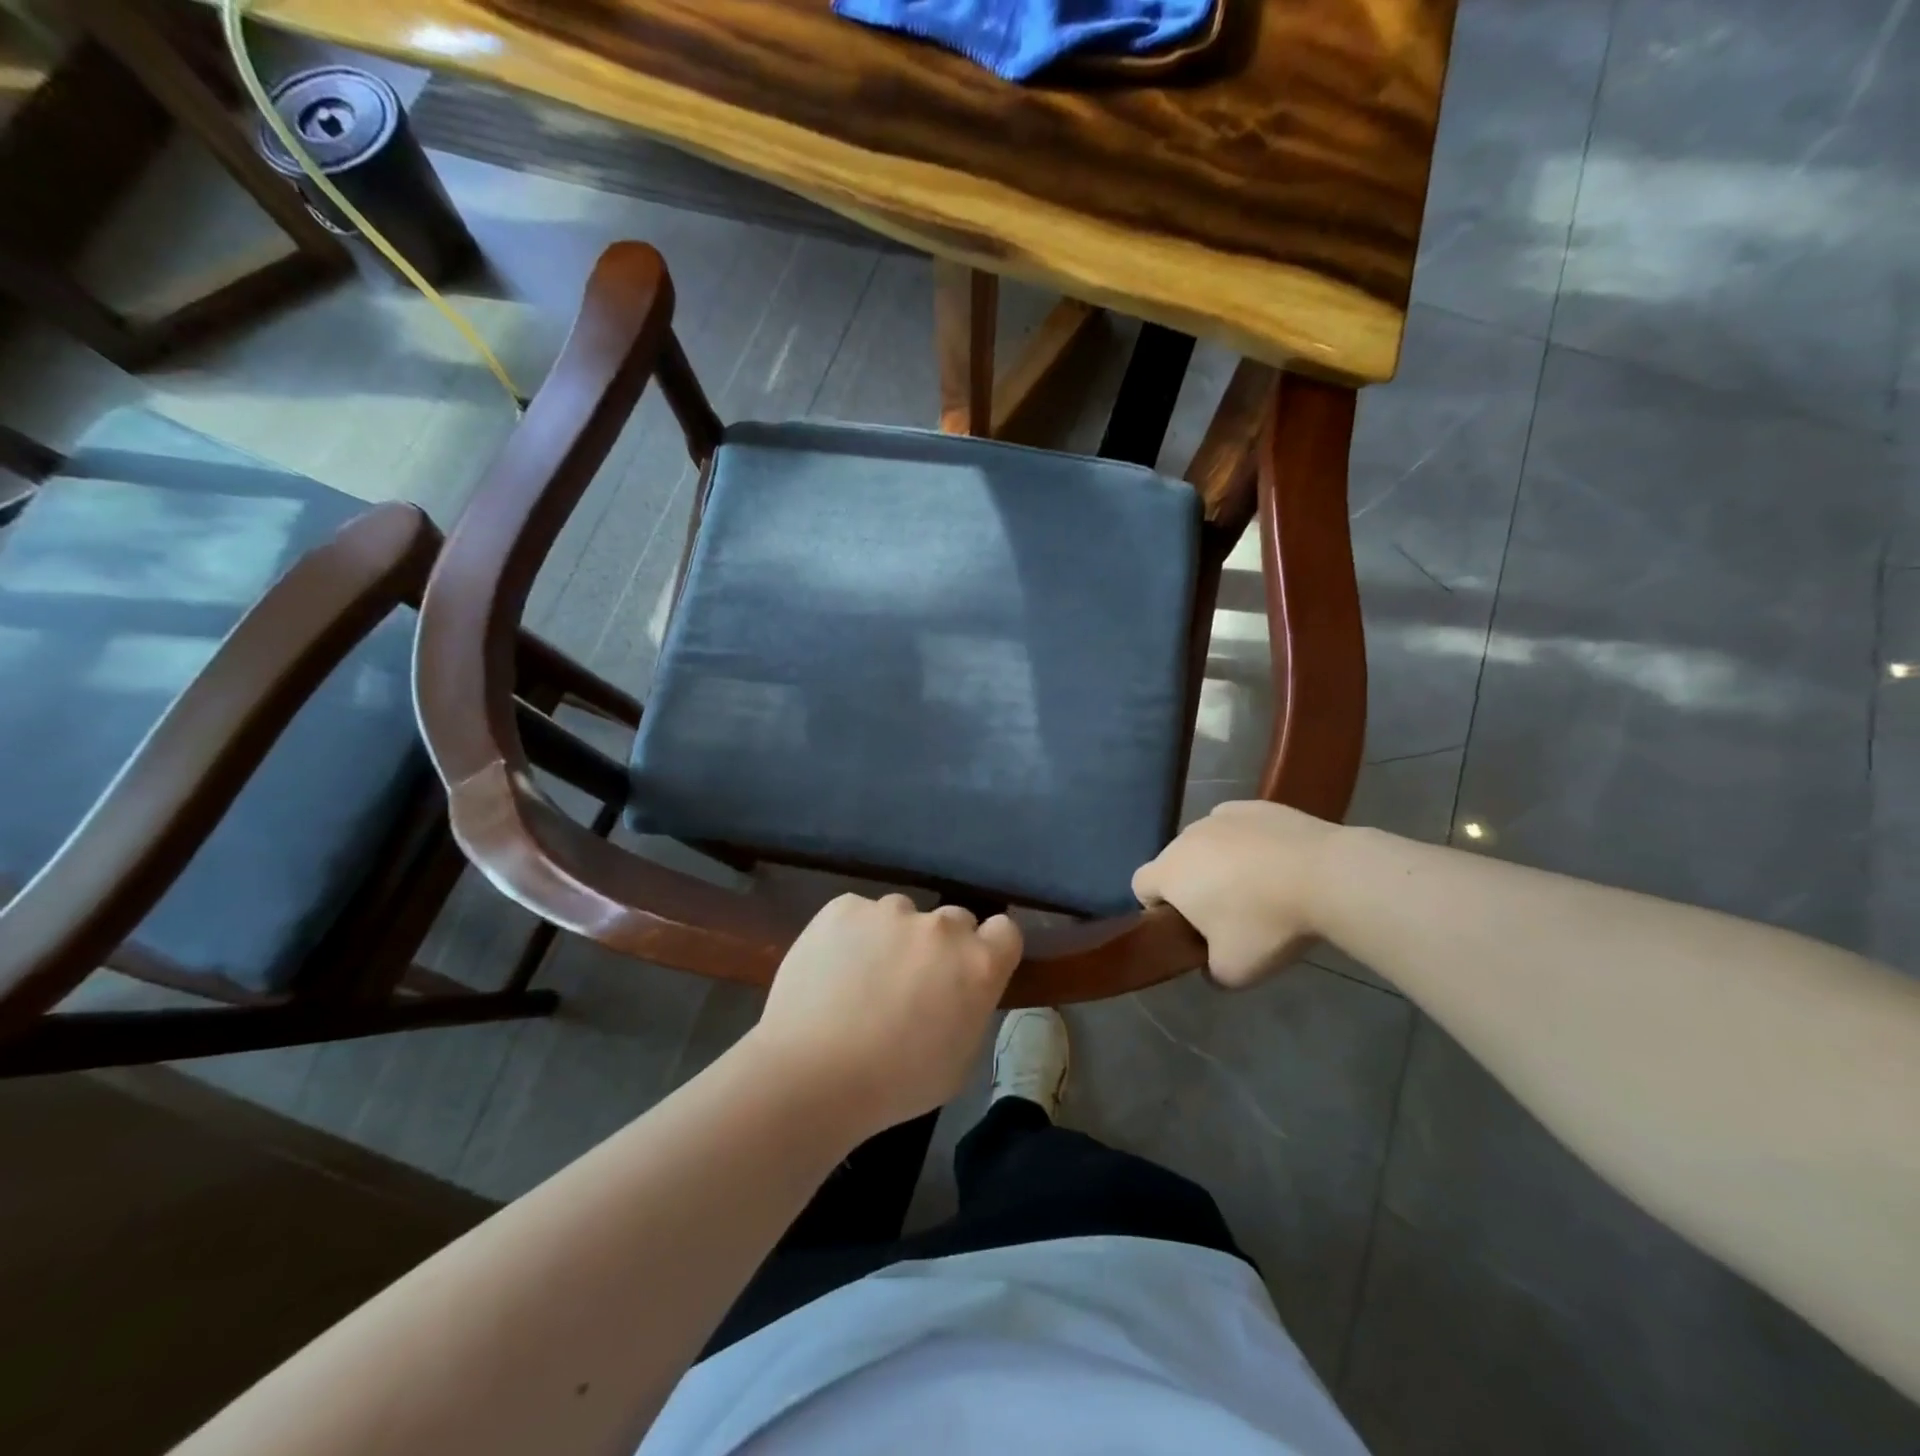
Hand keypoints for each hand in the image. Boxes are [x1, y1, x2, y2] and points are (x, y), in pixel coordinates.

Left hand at [748, 894, 1022, 1136]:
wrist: (813, 1074)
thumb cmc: (895, 1084)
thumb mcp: (959, 1061)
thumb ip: (969, 1011)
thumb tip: (958, 993)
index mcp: (979, 965)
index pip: (1005, 931)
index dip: (989, 948)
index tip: (969, 970)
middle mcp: (942, 927)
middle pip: (954, 920)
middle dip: (940, 946)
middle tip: (911, 981)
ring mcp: (891, 911)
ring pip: (902, 915)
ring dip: (893, 938)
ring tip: (860, 978)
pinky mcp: (845, 907)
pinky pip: (857, 914)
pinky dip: (851, 934)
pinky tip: (831, 969)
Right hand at [1132, 800, 1341, 987]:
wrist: (1327, 876)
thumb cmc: (1266, 923)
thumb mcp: (1233, 972)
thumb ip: (1210, 972)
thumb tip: (1210, 966)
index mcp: (1169, 873)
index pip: (1140, 886)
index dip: (1156, 909)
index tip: (1188, 928)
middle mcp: (1186, 837)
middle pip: (1175, 863)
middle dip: (1192, 886)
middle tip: (1228, 914)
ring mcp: (1220, 816)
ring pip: (1207, 843)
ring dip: (1219, 862)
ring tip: (1259, 887)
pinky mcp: (1255, 805)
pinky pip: (1237, 827)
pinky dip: (1247, 843)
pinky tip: (1276, 862)